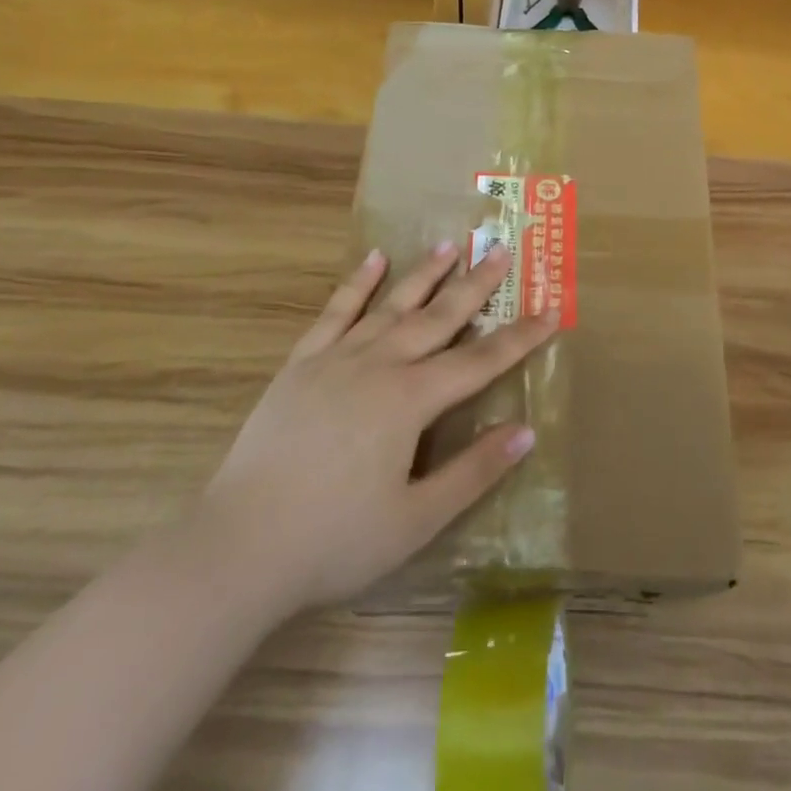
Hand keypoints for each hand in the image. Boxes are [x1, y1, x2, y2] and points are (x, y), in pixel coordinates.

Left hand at [204, 242, 557, 614]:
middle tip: (499, 250)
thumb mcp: (417, 519)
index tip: (551, 309)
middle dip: (474, 285)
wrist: (239, 546)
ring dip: (423, 274)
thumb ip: (473, 471)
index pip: (479, 362)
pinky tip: (373, 259)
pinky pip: (335, 312)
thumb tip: (525, 431)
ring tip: (449, 244)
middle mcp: (378, 365)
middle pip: (438, 318)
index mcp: (410, 401)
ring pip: (391, 305)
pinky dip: (357, 283)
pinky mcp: (300, 364)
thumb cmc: (335, 539)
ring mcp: (335, 359)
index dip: (519, 337)